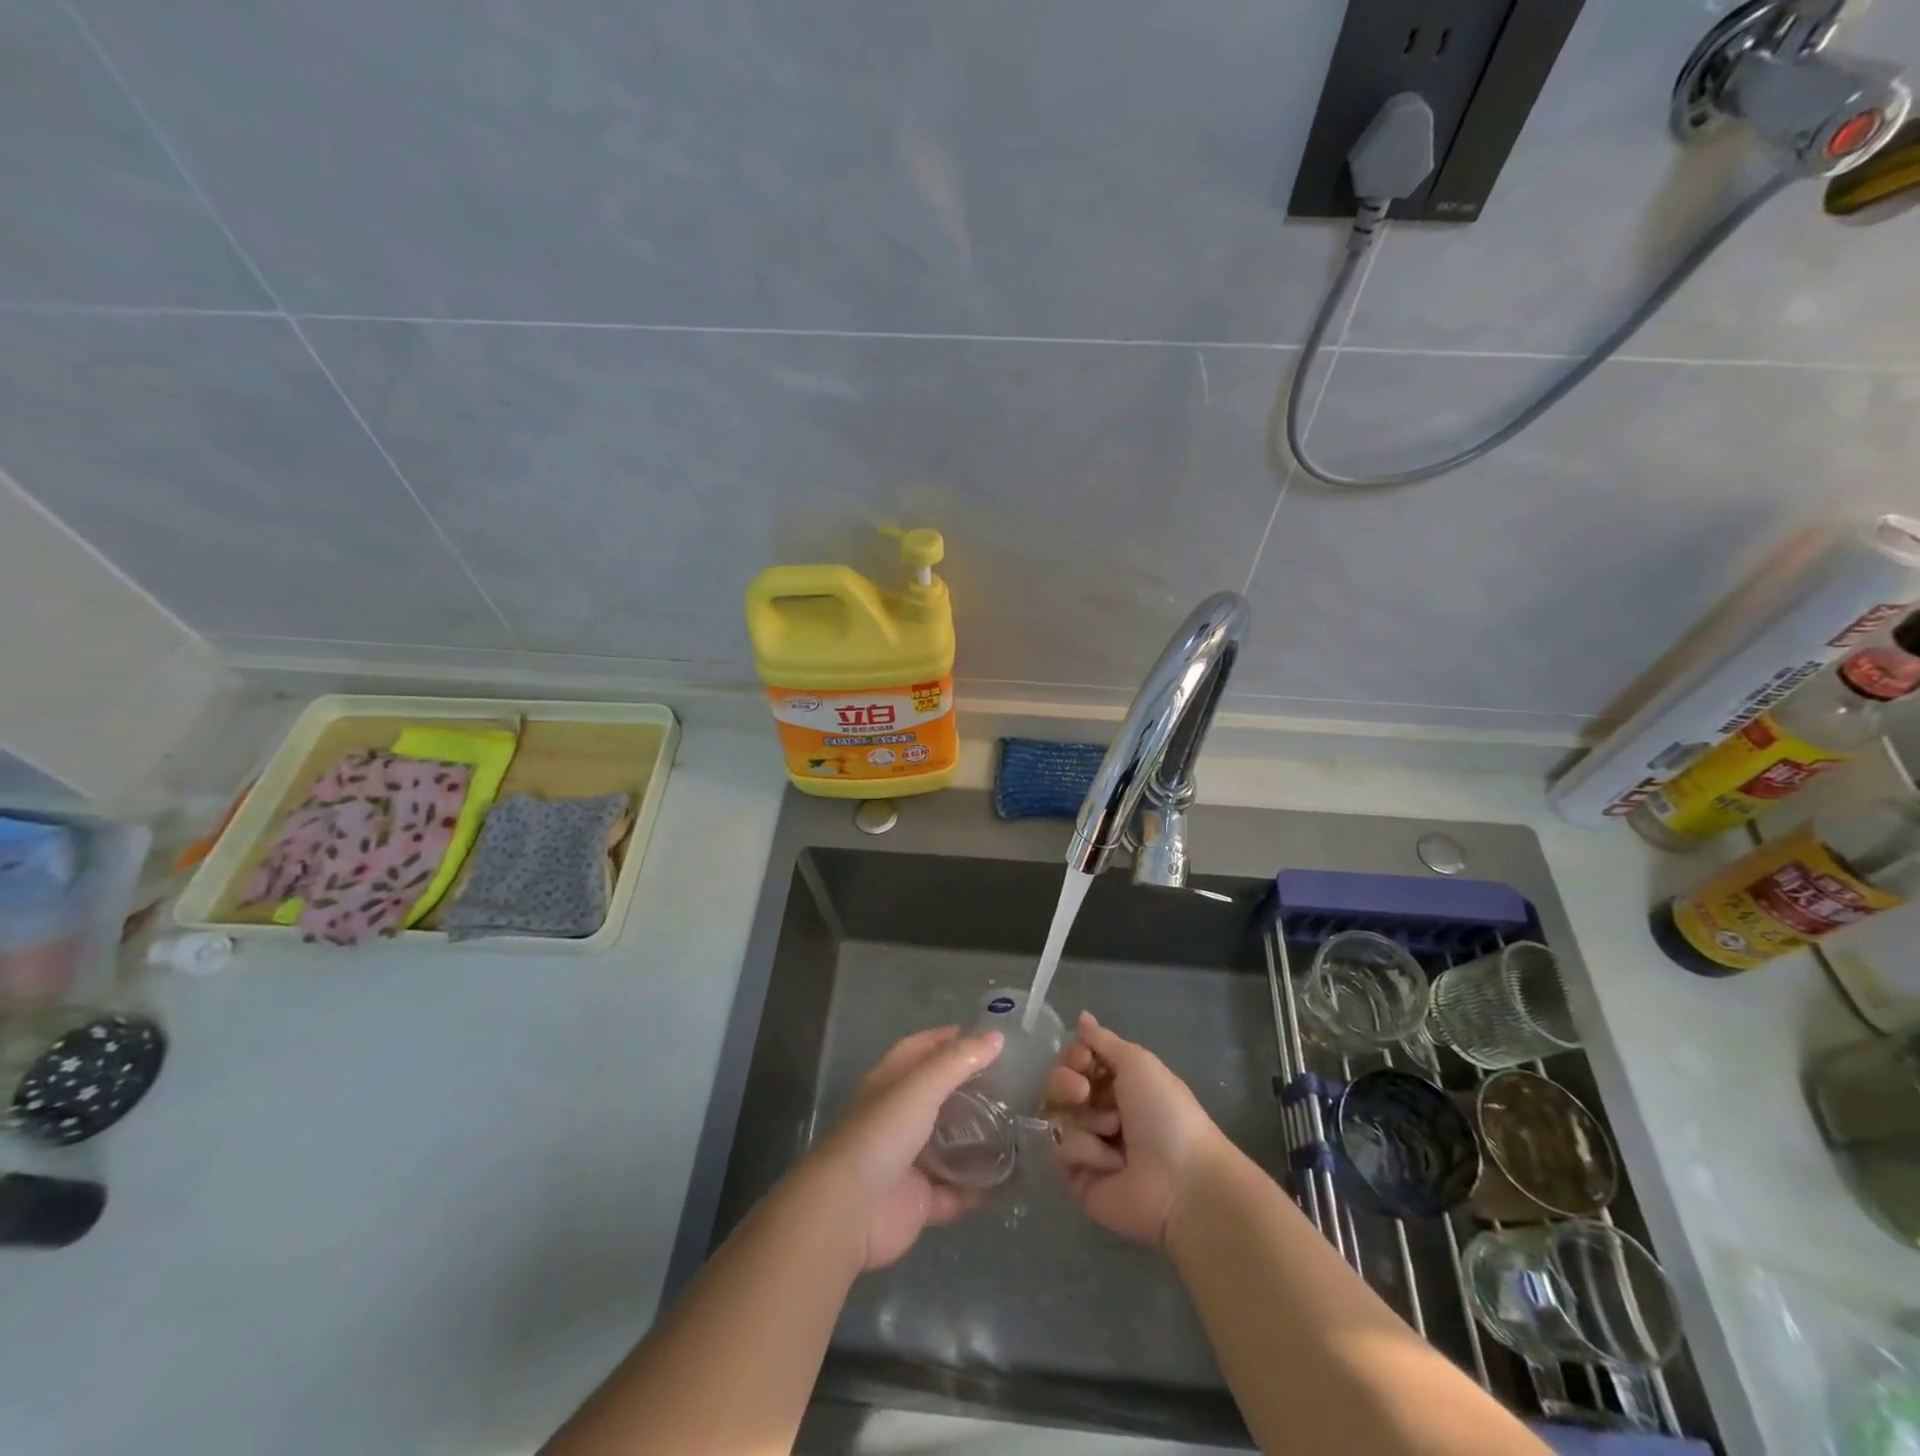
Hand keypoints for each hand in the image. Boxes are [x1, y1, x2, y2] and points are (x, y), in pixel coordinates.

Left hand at [809, 1025, 1003, 1269]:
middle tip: (1013, 1085)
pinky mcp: (920, 1200)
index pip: (920, 1049)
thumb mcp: (920, 1087)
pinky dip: (980, 1187)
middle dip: (972, 1090)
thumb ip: (958, 1061)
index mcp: (890, 1083)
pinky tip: (1012, 1179)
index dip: (949, 1039)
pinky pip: (957, 1191)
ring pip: (951, 1144)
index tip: (987, 1037)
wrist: (849, 1210)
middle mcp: (898, 1117)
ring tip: (1020, 1128)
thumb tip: (997, 1036)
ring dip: (979, 1139)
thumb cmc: (881, 1134)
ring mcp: (909, 1160)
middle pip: (939, 1096)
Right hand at [1046, 1011, 1228, 1246]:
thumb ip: (1102, 1040)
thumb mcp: (1137, 1062)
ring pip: (1055, 1116)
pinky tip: (1113, 1163)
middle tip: (1083, 1093)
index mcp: (1114, 1083)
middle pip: (1057, 1086)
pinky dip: (1086, 1152)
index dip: (1072, 1057)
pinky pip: (1059, 1152)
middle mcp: (1097, 1110)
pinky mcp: (1076, 1177)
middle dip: (1065, 1083)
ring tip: (1112, 1132)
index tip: (1083, 1059)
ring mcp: (1085, 1144)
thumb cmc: (1164, 1112)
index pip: (1073, 1061)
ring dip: (1085, 1120)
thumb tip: (1081, 1015)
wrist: (1181, 1180)